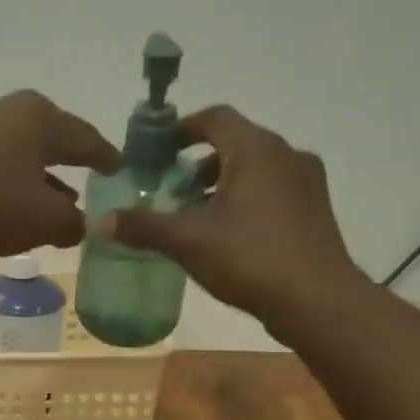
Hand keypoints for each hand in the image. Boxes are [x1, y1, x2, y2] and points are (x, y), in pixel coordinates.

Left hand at [0, 90, 122, 258]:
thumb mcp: (41, 220)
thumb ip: (71, 223)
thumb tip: (80, 224)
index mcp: (38, 117)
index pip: (86, 138)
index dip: (106, 158)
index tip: (121, 170)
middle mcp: (6, 112)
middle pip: (50, 142)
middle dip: (70, 167)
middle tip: (90, 185)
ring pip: (19, 158)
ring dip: (38, 182)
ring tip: (56, 206)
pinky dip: (8, 189)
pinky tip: (9, 212)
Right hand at [100, 106, 372, 342]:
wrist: (317, 301)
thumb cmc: (249, 257)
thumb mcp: (187, 241)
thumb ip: (144, 226)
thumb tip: (101, 221)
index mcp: (256, 149)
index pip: (214, 118)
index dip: (182, 129)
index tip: (157, 151)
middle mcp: (286, 154)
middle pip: (235, 142)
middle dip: (197, 163)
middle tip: (170, 189)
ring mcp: (306, 182)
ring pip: (255, 168)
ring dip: (221, 183)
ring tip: (194, 215)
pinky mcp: (315, 209)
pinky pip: (273, 190)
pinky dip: (245, 199)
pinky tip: (227, 234)